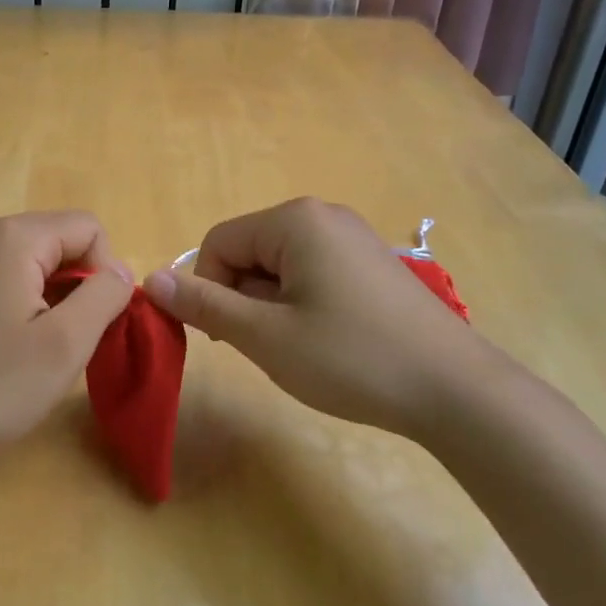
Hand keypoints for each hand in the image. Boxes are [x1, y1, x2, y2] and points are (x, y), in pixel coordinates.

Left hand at [0, 211, 134, 466]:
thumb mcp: (65, 343)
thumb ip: (105, 296)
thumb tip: (120, 273)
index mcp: (14, 235)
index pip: (88, 227)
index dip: (106, 271)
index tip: (95, 321)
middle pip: (58, 239)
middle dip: (77, 283)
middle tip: (69, 338)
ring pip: (32, 259)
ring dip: (51, 295)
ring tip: (39, 344)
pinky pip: (3, 273)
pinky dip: (21, 299)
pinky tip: (9, 342)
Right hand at [143, 197, 494, 437]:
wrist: (456, 390)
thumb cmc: (351, 358)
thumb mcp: (266, 336)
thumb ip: (205, 305)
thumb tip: (150, 279)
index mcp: (294, 220)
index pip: (219, 242)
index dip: (210, 289)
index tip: (229, 337)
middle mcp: (322, 215)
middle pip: (249, 250)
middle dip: (244, 297)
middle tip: (270, 346)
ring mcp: (352, 237)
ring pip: (279, 265)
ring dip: (272, 305)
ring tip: (302, 347)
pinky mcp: (370, 263)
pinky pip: (312, 272)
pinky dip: (302, 304)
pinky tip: (328, 340)